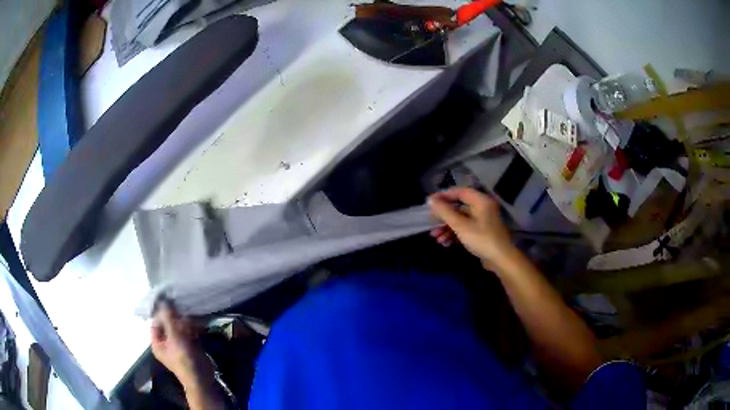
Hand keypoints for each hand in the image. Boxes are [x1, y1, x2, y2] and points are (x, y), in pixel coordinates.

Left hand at [150, 300, 212, 388]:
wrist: (201, 378)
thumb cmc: (183, 359)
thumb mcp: (174, 338)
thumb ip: (169, 319)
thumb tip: (162, 300)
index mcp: (157, 342)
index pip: (156, 322)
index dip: (161, 312)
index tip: (170, 302)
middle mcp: (166, 343)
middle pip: (168, 324)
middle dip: (176, 317)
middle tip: (183, 309)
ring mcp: (178, 345)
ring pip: (179, 328)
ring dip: (185, 322)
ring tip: (192, 317)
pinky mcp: (190, 347)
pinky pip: (188, 334)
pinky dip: (192, 328)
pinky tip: (198, 324)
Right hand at [429, 187, 513, 266]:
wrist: (501, 260)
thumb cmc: (482, 239)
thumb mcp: (461, 225)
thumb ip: (445, 212)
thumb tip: (431, 200)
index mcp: (481, 201)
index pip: (459, 192)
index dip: (444, 196)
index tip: (429, 203)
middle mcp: (482, 208)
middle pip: (459, 207)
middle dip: (443, 217)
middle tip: (430, 223)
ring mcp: (483, 221)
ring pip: (460, 220)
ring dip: (447, 228)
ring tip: (435, 238)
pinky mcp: (482, 233)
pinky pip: (465, 229)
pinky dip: (455, 234)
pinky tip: (445, 243)